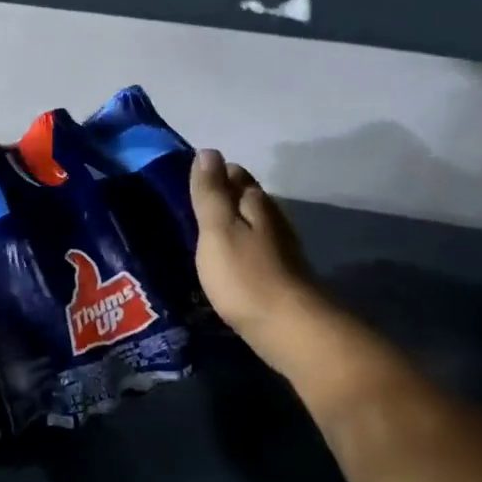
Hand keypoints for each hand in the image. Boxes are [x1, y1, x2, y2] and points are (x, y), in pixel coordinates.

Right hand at [190, 149, 321, 362]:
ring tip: (205, 228)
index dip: (214, 172)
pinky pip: (255, 249)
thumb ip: (211, 192)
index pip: (234, 174)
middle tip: (191, 201)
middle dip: (224, 195)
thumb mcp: (217, 230)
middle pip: (247, 197)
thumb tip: (208, 151)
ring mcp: (281, 250)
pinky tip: (227, 258)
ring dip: (232, 222)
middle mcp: (273, 220)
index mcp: (255, 203)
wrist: (292, 330)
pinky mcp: (282, 277)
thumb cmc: (245, 276)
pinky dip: (240, 246)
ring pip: (253, 223)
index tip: (189, 178)